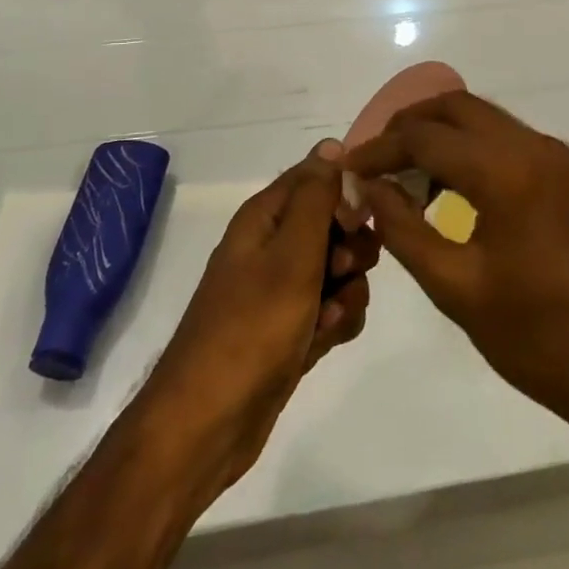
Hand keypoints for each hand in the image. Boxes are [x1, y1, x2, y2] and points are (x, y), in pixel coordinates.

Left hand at [142, 142, 377, 488]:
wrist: (209, 423)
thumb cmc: (252, 328)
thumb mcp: (291, 254)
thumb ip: (316, 198)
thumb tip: (331, 145)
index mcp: (264, 217)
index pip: (316, 178)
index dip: (345, 194)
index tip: (359, 221)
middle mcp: (272, 246)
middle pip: (334, 225)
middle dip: (351, 248)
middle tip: (342, 272)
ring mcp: (282, 290)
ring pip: (339, 271)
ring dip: (347, 292)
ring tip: (329, 318)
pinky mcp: (291, 328)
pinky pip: (332, 309)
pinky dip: (335, 322)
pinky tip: (324, 341)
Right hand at [345, 93, 568, 434]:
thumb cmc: (539, 338)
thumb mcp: (457, 289)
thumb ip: (403, 230)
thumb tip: (369, 188)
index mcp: (506, 171)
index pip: (425, 137)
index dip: (379, 149)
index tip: (347, 169)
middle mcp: (533, 147)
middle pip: (455, 107)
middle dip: (408, 125)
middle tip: (374, 161)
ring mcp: (555, 159)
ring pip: (482, 119)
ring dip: (439, 134)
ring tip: (402, 176)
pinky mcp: (566, 176)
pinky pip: (505, 140)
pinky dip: (468, 148)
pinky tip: (447, 188)